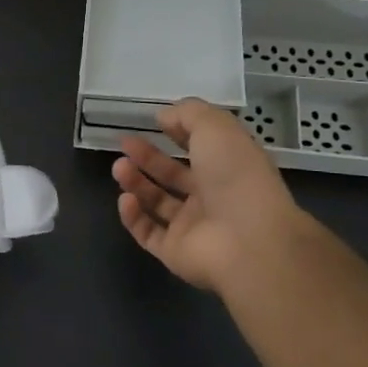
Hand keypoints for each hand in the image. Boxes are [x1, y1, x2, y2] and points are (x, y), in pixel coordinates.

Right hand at [111, 98, 312, 298]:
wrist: (248, 241)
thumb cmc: (236, 176)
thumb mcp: (215, 127)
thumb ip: (188, 114)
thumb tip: (163, 116)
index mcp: (229, 168)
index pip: (200, 148)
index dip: (179, 133)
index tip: (155, 122)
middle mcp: (212, 197)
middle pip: (173, 176)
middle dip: (148, 157)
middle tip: (125, 143)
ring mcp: (193, 227)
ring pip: (157, 203)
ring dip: (136, 183)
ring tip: (119, 167)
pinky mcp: (175, 252)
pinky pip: (148, 233)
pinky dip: (133, 216)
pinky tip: (125, 199)